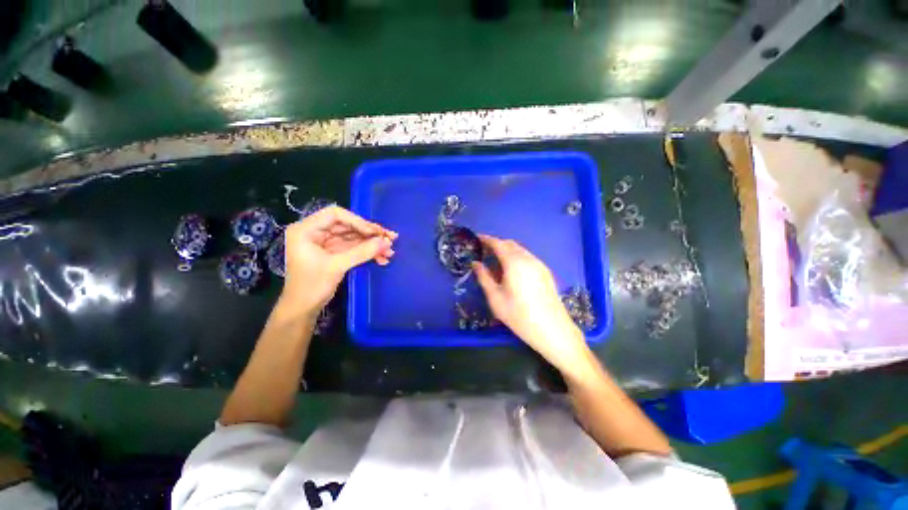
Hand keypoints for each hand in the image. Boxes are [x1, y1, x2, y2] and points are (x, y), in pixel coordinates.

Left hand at [281, 206, 396, 314]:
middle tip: (390, 239)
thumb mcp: (337, 266)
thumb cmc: (311, 286)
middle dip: (370, 234)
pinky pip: (353, 247)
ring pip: (353, 237)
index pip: (335, 215)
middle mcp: (315, 232)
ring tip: (389, 251)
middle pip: (348, 225)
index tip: (376, 233)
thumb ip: (362, 252)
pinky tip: (381, 258)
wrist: (302, 310)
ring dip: (372, 244)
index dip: (358, 221)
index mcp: (306, 229)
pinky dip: (367, 252)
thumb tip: (386, 242)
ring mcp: (325, 243)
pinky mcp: (333, 253)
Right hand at [472, 235, 588, 372]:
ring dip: (507, 250)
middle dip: (496, 244)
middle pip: (510, 244)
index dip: (486, 239)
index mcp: (514, 262)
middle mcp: (528, 258)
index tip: (476, 238)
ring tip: (496, 261)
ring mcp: (539, 264)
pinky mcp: (545, 272)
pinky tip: (512, 271)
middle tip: (484, 251)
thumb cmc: (519, 315)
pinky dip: (516, 257)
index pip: (498, 243)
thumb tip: (475, 263)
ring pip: (520, 250)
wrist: (553, 330)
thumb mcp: (495, 298)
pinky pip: (528, 257)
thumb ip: (484, 277)